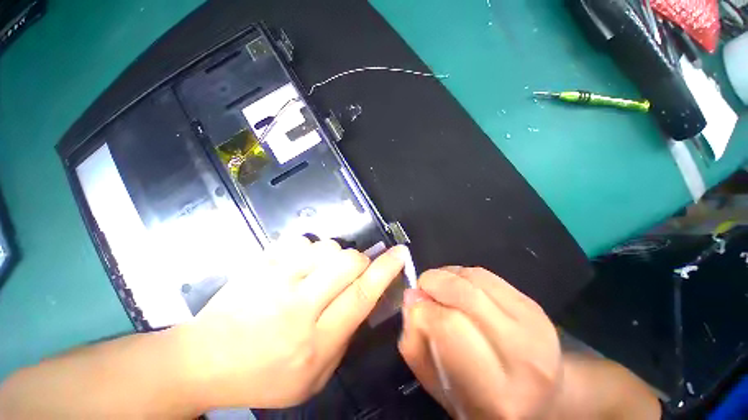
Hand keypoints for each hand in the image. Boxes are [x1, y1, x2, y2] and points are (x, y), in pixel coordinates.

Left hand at [182, 236, 406, 408]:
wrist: (204, 360)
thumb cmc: (262, 376)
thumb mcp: (313, 377)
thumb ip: (344, 339)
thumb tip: (362, 300)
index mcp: (315, 341)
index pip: (361, 296)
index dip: (385, 270)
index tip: (400, 253)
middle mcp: (298, 307)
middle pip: (348, 263)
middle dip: (360, 261)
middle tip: (353, 271)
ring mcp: (276, 280)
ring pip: (326, 247)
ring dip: (333, 256)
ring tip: (320, 272)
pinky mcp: (261, 264)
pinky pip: (299, 241)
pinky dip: (307, 249)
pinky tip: (298, 265)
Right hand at [399, 267, 561, 419]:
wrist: (539, 394)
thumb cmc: (481, 399)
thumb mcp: (439, 386)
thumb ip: (416, 343)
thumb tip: (411, 298)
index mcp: (496, 391)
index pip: (448, 325)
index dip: (422, 310)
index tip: (414, 307)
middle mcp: (522, 354)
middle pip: (463, 294)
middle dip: (431, 283)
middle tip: (422, 289)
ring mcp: (532, 322)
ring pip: (472, 277)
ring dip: (446, 276)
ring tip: (439, 288)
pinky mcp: (531, 302)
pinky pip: (484, 273)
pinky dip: (462, 273)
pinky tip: (458, 286)